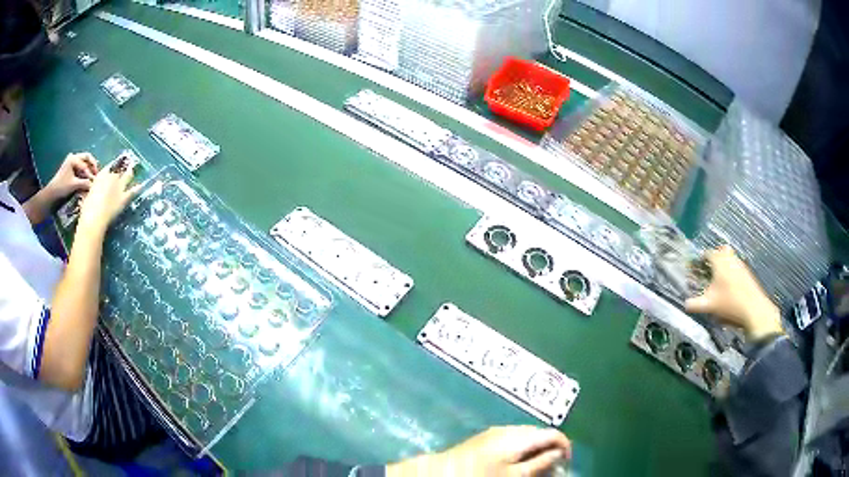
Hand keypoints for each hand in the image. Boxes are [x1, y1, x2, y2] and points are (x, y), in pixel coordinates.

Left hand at [45, 153, 97, 202]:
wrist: (52, 192)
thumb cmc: (62, 187)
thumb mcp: (73, 185)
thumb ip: (84, 183)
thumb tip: (94, 185)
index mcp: (73, 159)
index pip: (85, 165)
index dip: (90, 173)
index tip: (95, 181)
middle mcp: (73, 157)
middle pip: (87, 158)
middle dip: (92, 165)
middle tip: (97, 174)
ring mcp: (72, 161)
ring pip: (84, 161)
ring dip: (89, 168)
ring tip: (93, 176)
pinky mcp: (71, 167)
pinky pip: (81, 166)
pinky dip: (85, 171)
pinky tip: (87, 177)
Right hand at [77, 163, 140, 233]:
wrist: (93, 218)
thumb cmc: (87, 208)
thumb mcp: (89, 194)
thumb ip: (95, 189)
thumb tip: (96, 191)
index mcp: (101, 175)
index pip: (110, 166)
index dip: (114, 166)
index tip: (116, 165)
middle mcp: (111, 176)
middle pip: (120, 168)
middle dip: (123, 165)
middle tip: (127, 163)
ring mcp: (119, 186)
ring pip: (128, 175)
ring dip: (130, 172)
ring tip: (133, 169)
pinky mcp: (124, 198)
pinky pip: (133, 191)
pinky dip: (138, 187)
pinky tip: (142, 185)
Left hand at [386, 426, 570, 476]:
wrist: (443, 471)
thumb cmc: (482, 475)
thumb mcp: (514, 475)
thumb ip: (540, 463)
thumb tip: (559, 453)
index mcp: (520, 436)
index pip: (553, 433)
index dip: (565, 446)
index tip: (566, 463)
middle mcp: (510, 428)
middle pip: (540, 433)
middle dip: (550, 448)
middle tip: (552, 467)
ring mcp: (496, 431)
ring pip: (527, 435)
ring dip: (537, 448)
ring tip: (536, 466)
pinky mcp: (487, 437)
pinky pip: (513, 438)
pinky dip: (522, 448)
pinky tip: (517, 462)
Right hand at [685, 246, 783, 340]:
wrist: (753, 310)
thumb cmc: (729, 304)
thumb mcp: (709, 306)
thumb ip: (695, 304)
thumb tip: (685, 304)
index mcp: (719, 262)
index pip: (707, 253)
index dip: (700, 259)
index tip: (696, 267)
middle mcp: (730, 258)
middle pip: (722, 251)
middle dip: (715, 257)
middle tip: (709, 269)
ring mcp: (741, 265)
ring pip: (730, 258)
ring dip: (724, 265)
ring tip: (718, 280)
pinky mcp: (748, 274)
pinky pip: (737, 267)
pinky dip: (732, 272)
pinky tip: (730, 288)